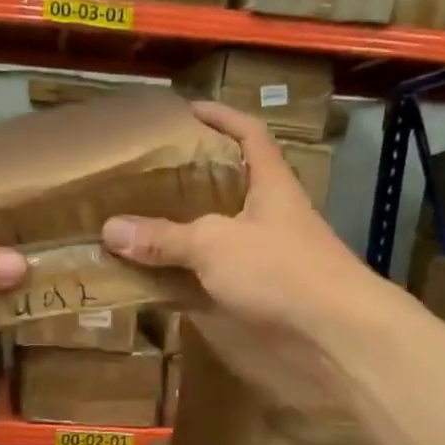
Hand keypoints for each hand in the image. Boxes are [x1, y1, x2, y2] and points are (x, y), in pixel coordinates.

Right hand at [101, 101, 374, 336]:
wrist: (334, 333)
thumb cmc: (281, 270)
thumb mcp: (215, 244)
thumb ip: (165, 237)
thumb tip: (110, 229)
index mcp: (270, 184)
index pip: (249, 134)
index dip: (221, 117)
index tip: (186, 111)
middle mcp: (271, 215)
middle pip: (230, 186)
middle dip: (193, 179)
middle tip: (149, 177)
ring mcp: (270, 256)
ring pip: (222, 234)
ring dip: (187, 232)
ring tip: (144, 225)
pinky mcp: (264, 294)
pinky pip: (219, 276)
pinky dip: (192, 277)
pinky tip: (162, 280)